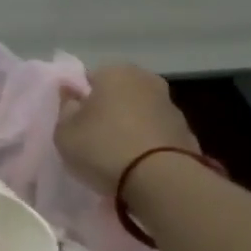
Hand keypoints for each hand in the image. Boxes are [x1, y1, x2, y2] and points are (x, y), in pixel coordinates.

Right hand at [55, 64, 197, 192]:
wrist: (160, 178)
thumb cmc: (103, 148)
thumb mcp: (65, 133)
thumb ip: (66, 109)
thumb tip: (71, 94)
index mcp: (115, 72)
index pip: (90, 79)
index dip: (80, 101)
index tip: (75, 123)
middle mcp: (146, 79)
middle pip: (118, 93)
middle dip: (108, 111)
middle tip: (93, 139)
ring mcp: (170, 105)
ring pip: (140, 113)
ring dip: (130, 127)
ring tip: (117, 156)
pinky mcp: (185, 131)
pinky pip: (156, 134)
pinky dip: (147, 144)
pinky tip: (138, 165)